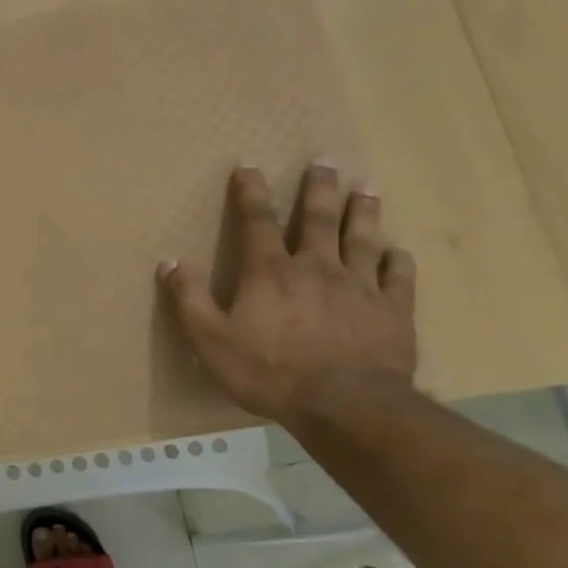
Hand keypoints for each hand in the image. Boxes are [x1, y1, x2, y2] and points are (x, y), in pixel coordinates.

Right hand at [160, 163, 417, 422]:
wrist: (346, 405)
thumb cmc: (269, 372)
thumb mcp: (209, 339)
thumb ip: (188, 299)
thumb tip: (170, 262)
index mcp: (269, 272)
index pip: (256, 222)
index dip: (250, 192)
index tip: (249, 165)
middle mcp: (316, 267)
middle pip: (318, 219)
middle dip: (319, 188)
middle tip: (325, 161)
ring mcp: (359, 287)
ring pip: (363, 239)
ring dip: (363, 212)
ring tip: (367, 189)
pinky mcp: (392, 311)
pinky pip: (397, 277)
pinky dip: (396, 260)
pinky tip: (397, 251)